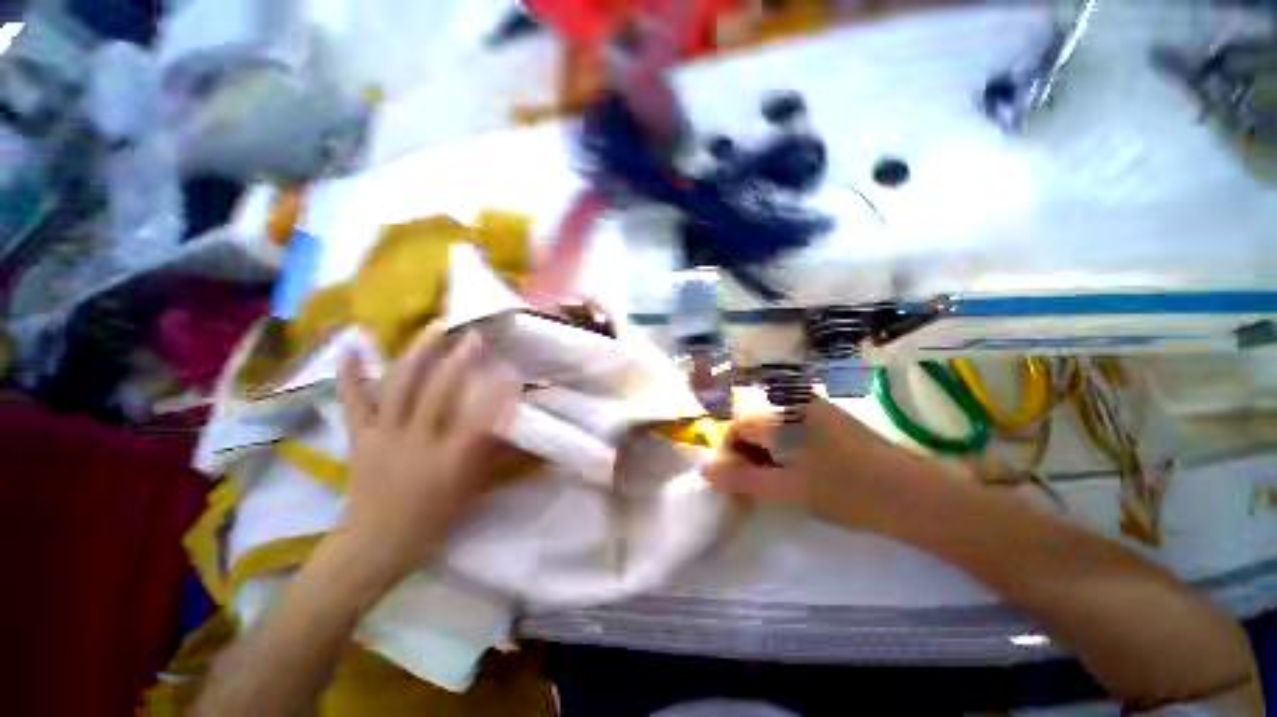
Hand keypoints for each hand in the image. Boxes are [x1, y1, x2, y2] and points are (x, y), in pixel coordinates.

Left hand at [337, 328, 518, 579]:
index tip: (511, 369)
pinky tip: (353, 348)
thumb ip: (495, 456)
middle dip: (459, 361)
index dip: (497, 391)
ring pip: (400, 388)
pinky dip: (352, 375)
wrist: (377, 544)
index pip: (480, 418)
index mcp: (449, 459)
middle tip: (473, 336)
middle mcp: (417, 442)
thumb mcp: (473, 490)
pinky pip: (354, 402)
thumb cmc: (434, 518)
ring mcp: (384, 437)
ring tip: (432, 330)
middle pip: (439, 393)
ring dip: (418, 356)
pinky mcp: (360, 438)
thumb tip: (515, 427)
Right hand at [703, 400, 917, 531]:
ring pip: (772, 425)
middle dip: (748, 452)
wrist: (915, 494)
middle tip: (759, 484)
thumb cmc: (846, 492)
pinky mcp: (829, 416)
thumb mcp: (788, 490)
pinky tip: (801, 469)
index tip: (737, 481)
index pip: (736, 425)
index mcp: (780, 413)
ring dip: (766, 450)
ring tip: (780, 480)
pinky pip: (792, 425)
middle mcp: (793, 401)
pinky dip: (785, 446)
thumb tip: (705, 471)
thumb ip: (742, 480)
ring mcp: (814, 406)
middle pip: (753, 422)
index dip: (730, 453)